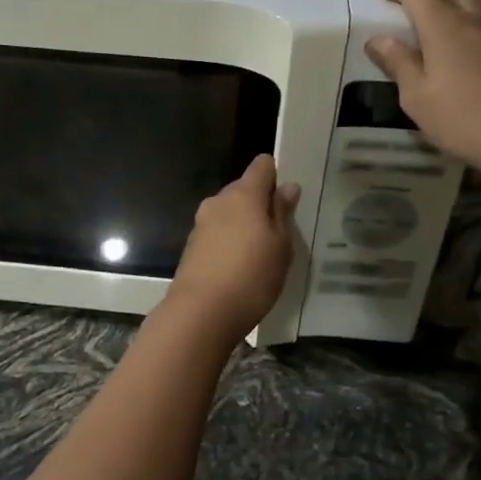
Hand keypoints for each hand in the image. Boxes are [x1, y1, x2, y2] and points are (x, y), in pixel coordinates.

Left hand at [165, 155, 299, 342]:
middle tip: (280, 232)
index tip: (288, 199)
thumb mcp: (280, 246)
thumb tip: (286, 187)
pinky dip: (230, 242)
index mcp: (243, 194)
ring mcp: (201, 223)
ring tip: (261, 254)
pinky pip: (218, 233)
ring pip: (230, 213)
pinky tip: (240, 267)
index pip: (262, 165)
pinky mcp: (192, 246)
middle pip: (244, 189)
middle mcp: (218, 201)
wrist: (201, 313)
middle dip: (261, 204)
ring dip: (244, 225)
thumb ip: (282, 213)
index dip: (276, 176)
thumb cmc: (251, 276)